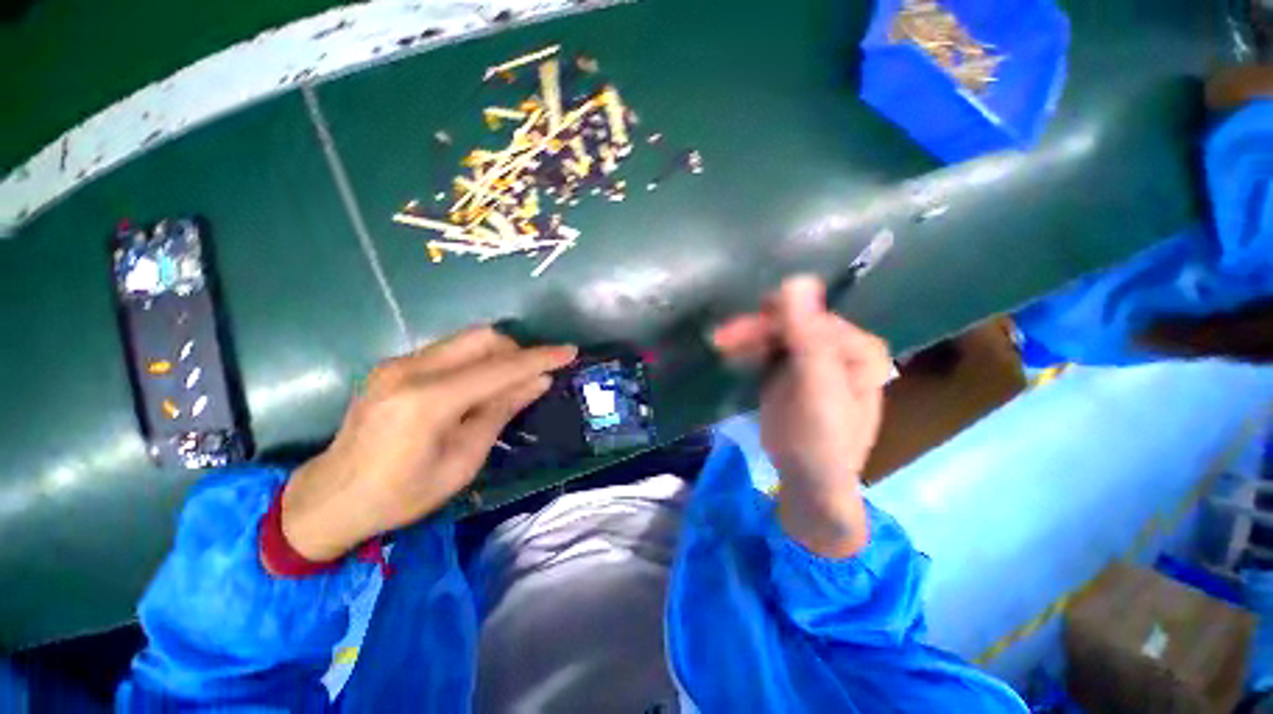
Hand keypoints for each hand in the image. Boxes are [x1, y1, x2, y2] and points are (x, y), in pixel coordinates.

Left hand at [276, 327, 576, 562]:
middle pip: (483, 338)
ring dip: (497, 354)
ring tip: (508, 383)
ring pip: (466, 339)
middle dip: (517, 351)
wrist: (330, 498)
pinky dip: (475, 360)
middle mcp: (410, 369)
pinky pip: (450, 350)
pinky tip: (477, 386)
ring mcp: (398, 363)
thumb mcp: (463, 460)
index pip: (500, 368)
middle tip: (532, 376)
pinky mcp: (394, 365)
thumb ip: (501, 411)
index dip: (540, 358)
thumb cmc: (401, 494)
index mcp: (428, 401)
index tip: (570, 351)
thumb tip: (539, 381)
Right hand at [713, 276, 891, 556]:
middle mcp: (837, 347)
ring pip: (778, 335)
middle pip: (792, 324)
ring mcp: (813, 359)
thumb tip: (798, 280)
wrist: (808, 478)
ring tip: (721, 344)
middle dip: (756, 329)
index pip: (810, 317)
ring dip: (749, 337)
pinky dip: (750, 349)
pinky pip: (771, 350)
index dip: (773, 320)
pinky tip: (733, 352)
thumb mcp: (816, 386)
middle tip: (722, 338)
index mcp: (855, 347)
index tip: (738, 330)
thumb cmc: (820, 437)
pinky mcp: (792, 372)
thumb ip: (808, 335)